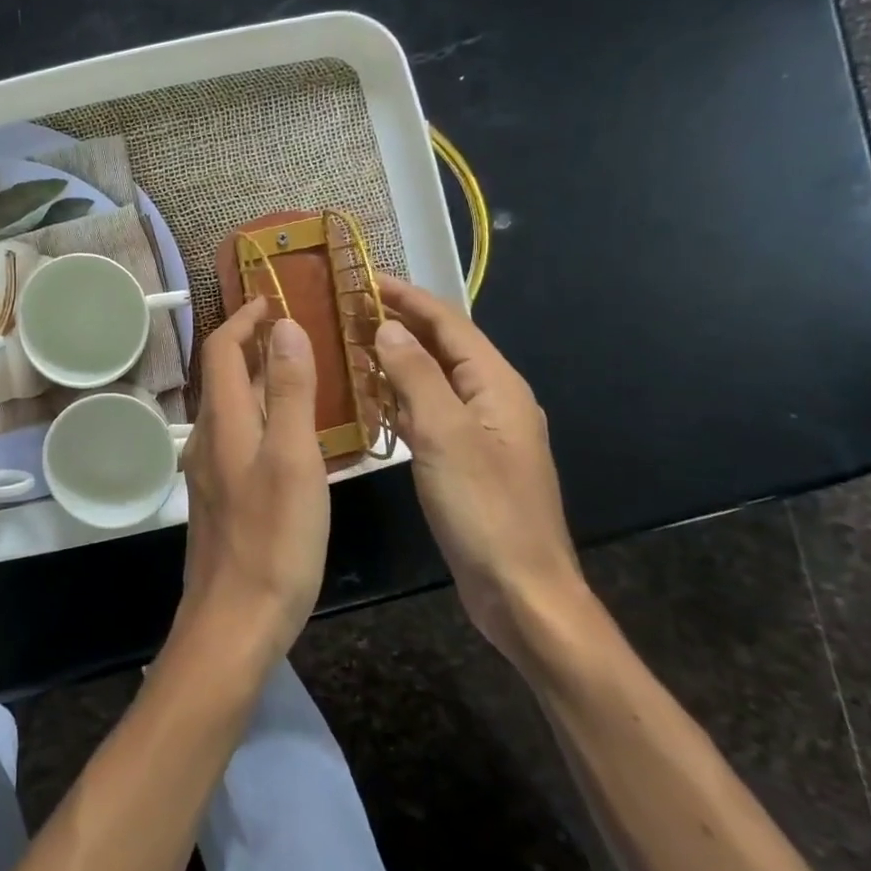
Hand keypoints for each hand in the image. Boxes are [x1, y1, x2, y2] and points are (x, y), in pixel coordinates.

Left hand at [176, 297, 329, 661]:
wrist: (234, 622)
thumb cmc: (274, 540)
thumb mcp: (294, 459)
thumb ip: (292, 391)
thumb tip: (285, 326)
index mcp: (225, 422)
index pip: (222, 350)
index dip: (244, 319)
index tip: (274, 299)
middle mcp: (209, 439)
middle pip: (225, 376)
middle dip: (254, 345)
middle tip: (299, 333)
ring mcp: (212, 471)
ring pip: (234, 409)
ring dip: (262, 382)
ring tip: (305, 376)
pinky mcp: (222, 499)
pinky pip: (241, 439)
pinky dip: (264, 418)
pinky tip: (296, 438)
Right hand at [374, 276, 583, 660]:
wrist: (521, 591)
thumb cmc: (484, 509)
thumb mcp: (445, 435)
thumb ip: (416, 376)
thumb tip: (389, 327)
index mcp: (497, 385)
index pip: (449, 323)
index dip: (408, 297)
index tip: (365, 279)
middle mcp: (494, 399)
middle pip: (444, 346)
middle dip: (401, 322)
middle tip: (349, 309)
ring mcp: (482, 432)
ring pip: (435, 379)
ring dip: (398, 358)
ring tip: (352, 343)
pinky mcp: (468, 459)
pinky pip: (431, 411)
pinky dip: (401, 396)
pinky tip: (372, 399)